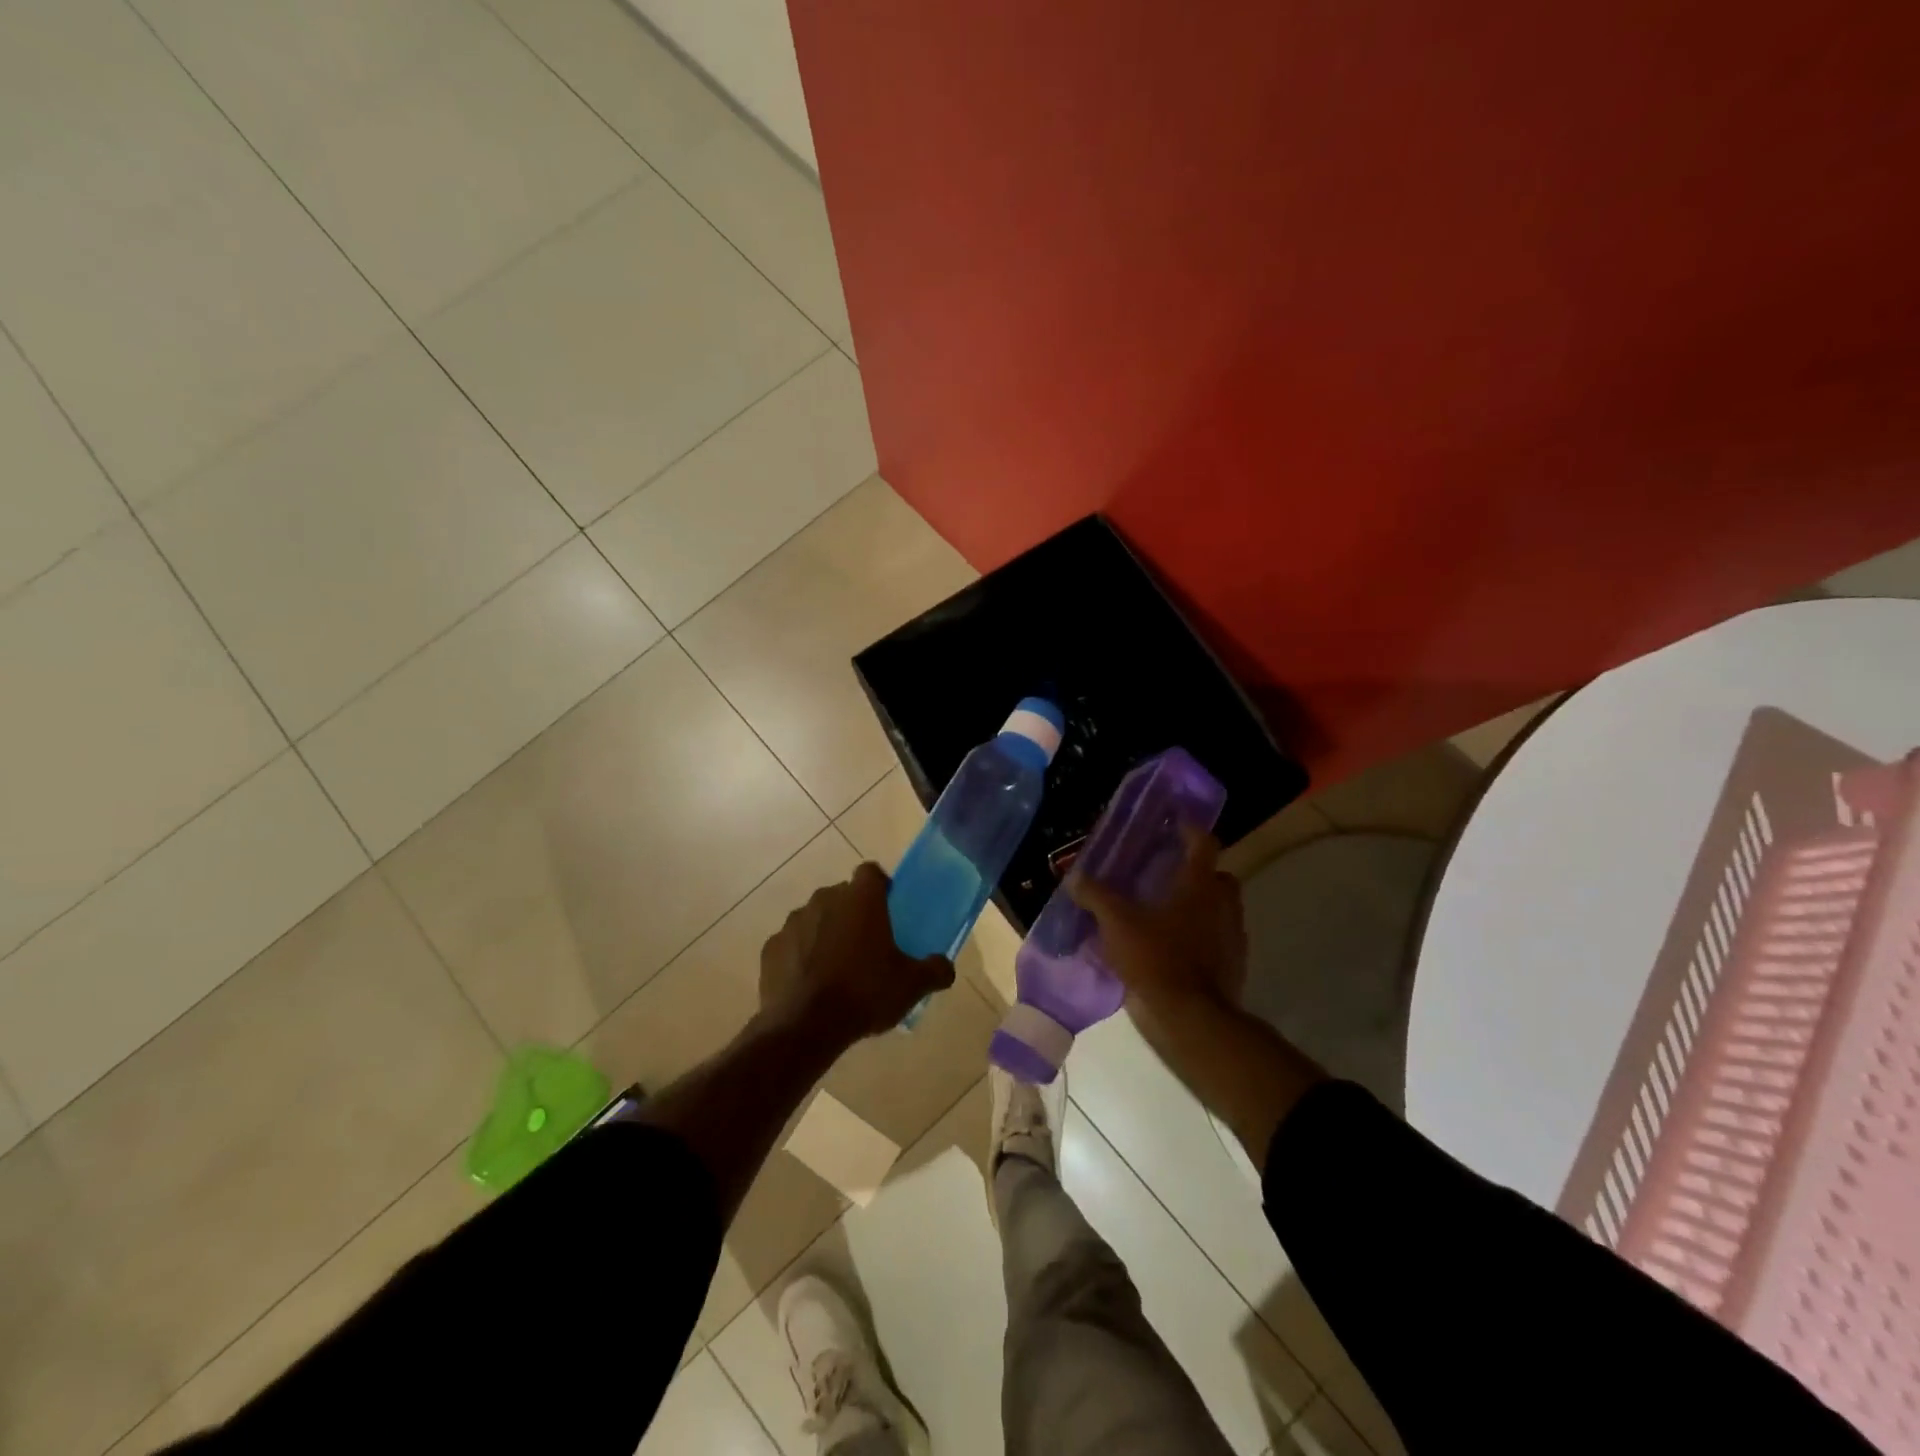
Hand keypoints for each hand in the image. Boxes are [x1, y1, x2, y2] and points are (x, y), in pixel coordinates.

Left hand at [759, 863, 954, 1047]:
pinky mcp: (771, 947)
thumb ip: (935, 970)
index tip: (889, 910)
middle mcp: (824, 899)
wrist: (805, 1027)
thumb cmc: (864, 994)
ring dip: (826, 934)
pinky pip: (792, 944)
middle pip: (842, 896)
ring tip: (837, 968)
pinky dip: (800, 956)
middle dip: (853, 913)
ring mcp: (793, 922)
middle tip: (867, 945)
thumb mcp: (911, 986)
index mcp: (860, 899)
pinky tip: (810, 984)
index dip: (881, 886)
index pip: (871, 872)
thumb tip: (945, 967)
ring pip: (815, 918)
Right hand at [1068, 826, 1247, 1019]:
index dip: (1190, 829)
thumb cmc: (1157, 959)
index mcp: (1200, 885)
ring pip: (1218, 909)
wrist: (1192, 1019)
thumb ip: (1096, 897)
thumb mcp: (1117, 924)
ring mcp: (1232, 937)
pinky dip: (1198, 938)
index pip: (1203, 843)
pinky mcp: (1232, 966)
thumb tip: (1075, 877)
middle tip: (1166, 873)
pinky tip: (1170, 948)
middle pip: (1217, 876)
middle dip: (1196, 872)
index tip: (1175, 824)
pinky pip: (1216, 941)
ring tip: (1163, 913)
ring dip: (1197, 906)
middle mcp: (1222, 904)